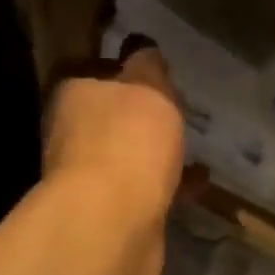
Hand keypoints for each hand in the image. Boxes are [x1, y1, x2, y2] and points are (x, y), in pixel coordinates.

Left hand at [42, 36, 186, 274]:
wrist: (112, 225)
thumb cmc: (128, 142)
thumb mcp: (148, 87)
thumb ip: (149, 66)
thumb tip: (143, 49)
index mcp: (74, 96)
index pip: (92, 71)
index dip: (123, 69)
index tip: (155, 70)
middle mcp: (73, 135)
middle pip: (110, 117)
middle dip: (142, 115)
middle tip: (181, 108)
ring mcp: (90, 179)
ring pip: (128, 156)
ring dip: (157, 152)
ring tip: (195, 144)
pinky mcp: (112, 214)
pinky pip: (147, 190)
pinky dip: (171, 185)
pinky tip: (200, 182)